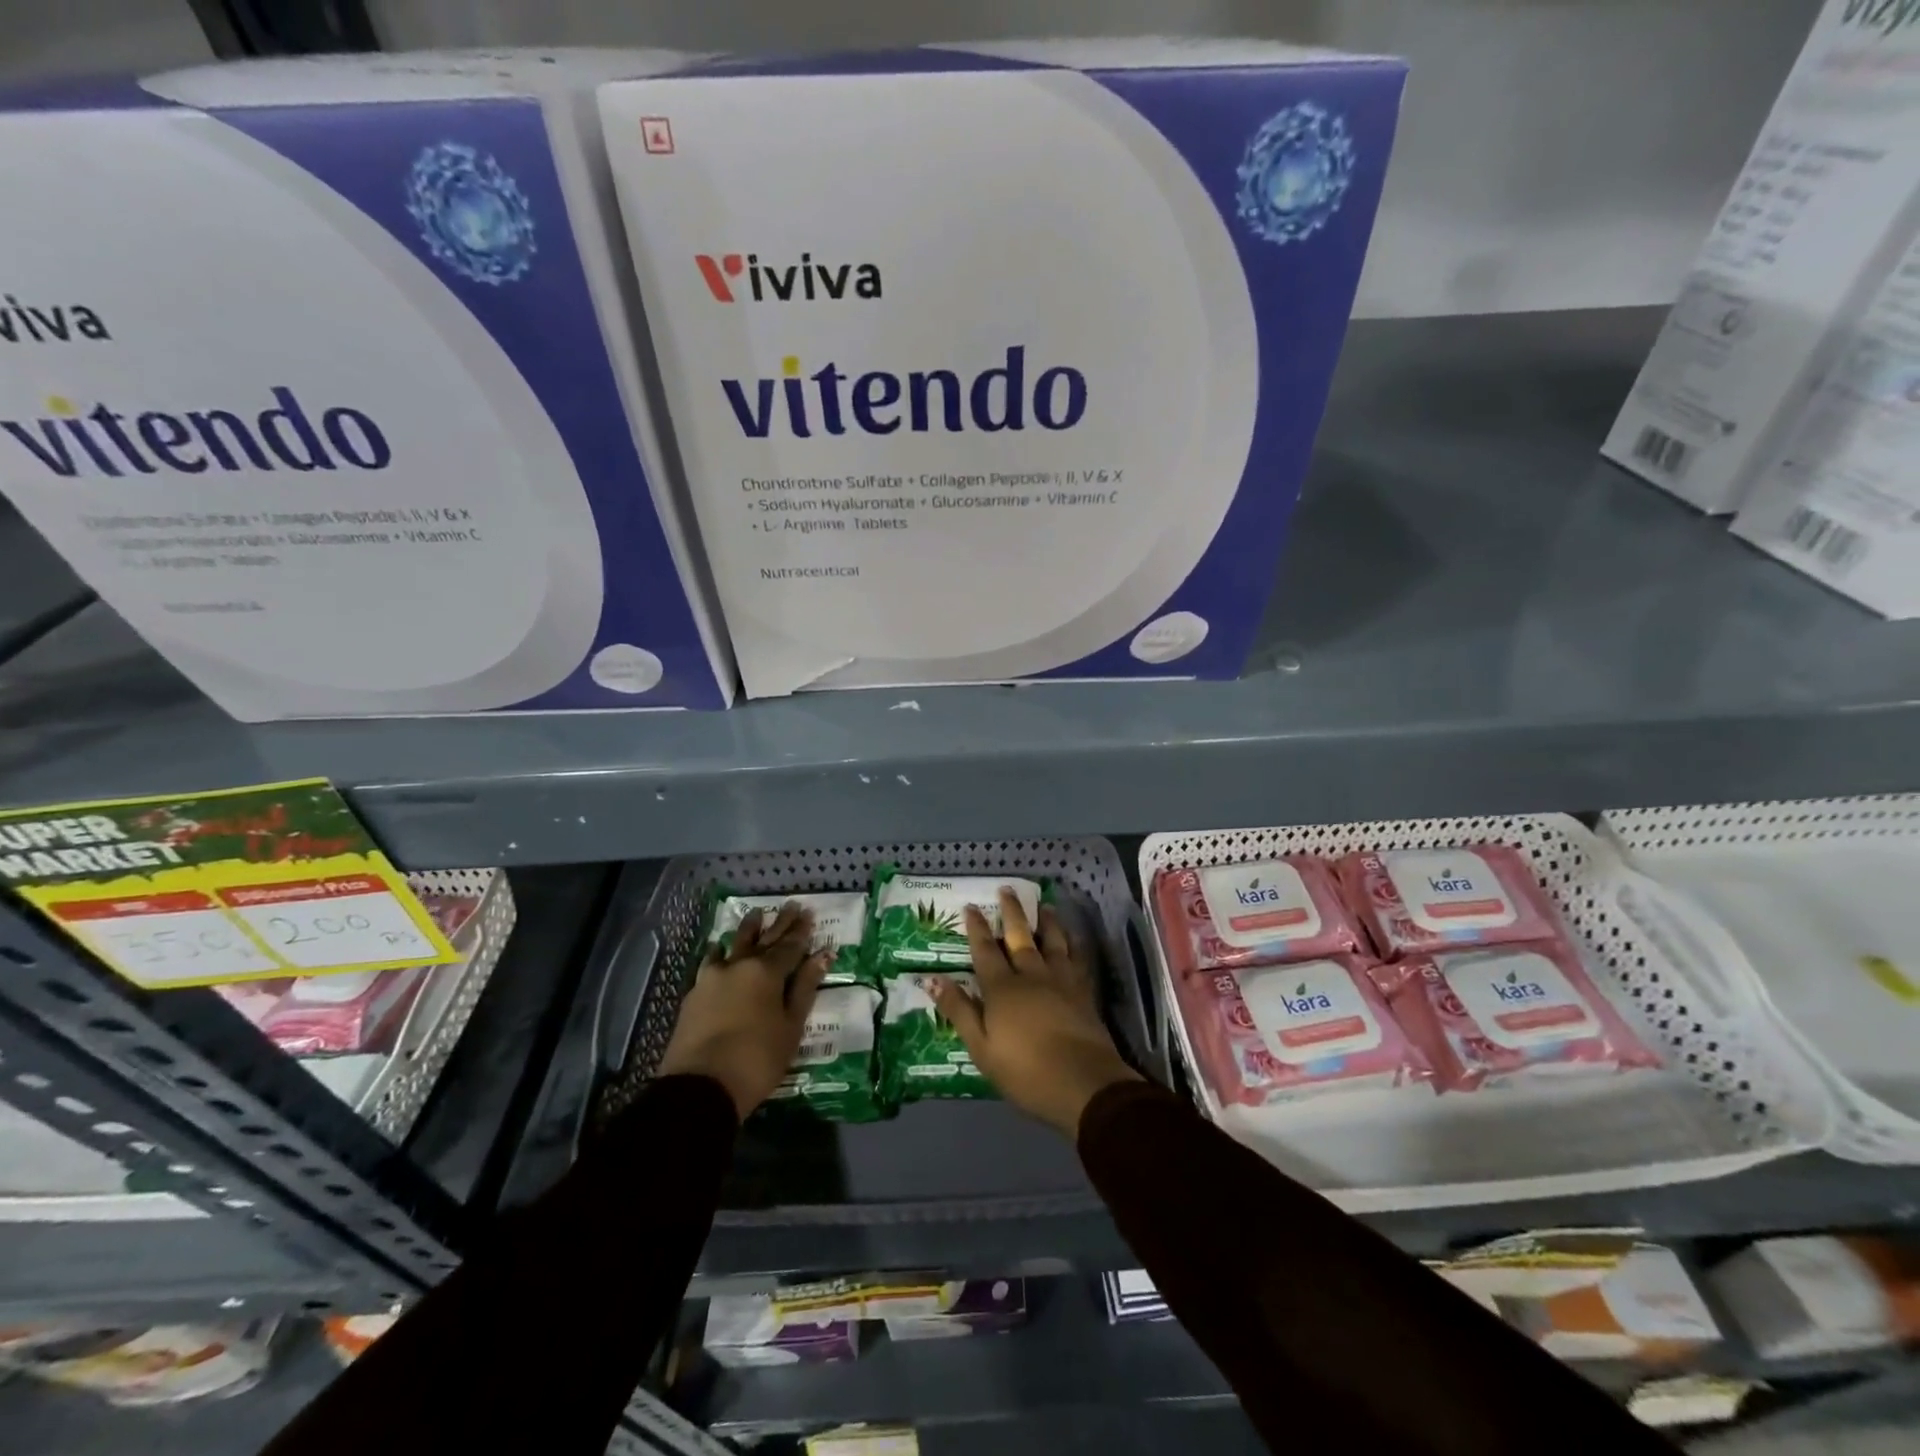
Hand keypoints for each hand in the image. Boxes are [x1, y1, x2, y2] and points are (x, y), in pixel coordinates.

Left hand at [657, 902, 830, 1120]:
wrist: (700, 1086)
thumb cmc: (757, 1059)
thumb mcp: (791, 1026)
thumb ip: (804, 987)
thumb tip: (823, 955)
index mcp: (767, 972)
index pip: (790, 946)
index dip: (802, 931)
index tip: (809, 914)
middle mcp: (740, 965)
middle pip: (765, 939)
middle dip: (780, 923)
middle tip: (792, 905)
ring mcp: (713, 977)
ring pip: (734, 944)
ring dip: (748, 929)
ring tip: (756, 914)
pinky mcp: (695, 993)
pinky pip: (710, 961)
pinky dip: (719, 952)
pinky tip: (719, 949)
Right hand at [928, 888, 1140, 1136]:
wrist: (1083, 1083)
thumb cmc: (1025, 1071)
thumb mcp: (981, 1047)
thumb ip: (959, 1011)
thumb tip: (933, 978)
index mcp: (1002, 988)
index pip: (985, 950)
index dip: (977, 928)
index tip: (971, 906)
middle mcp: (1031, 974)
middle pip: (1020, 936)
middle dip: (1011, 911)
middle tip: (1007, 888)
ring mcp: (1061, 980)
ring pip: (1052, 941)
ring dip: (1046, 921)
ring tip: (1044, 905)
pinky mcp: (1083, 991)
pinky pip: (1078, 958)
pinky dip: (1074, 943)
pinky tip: (1074, 938)